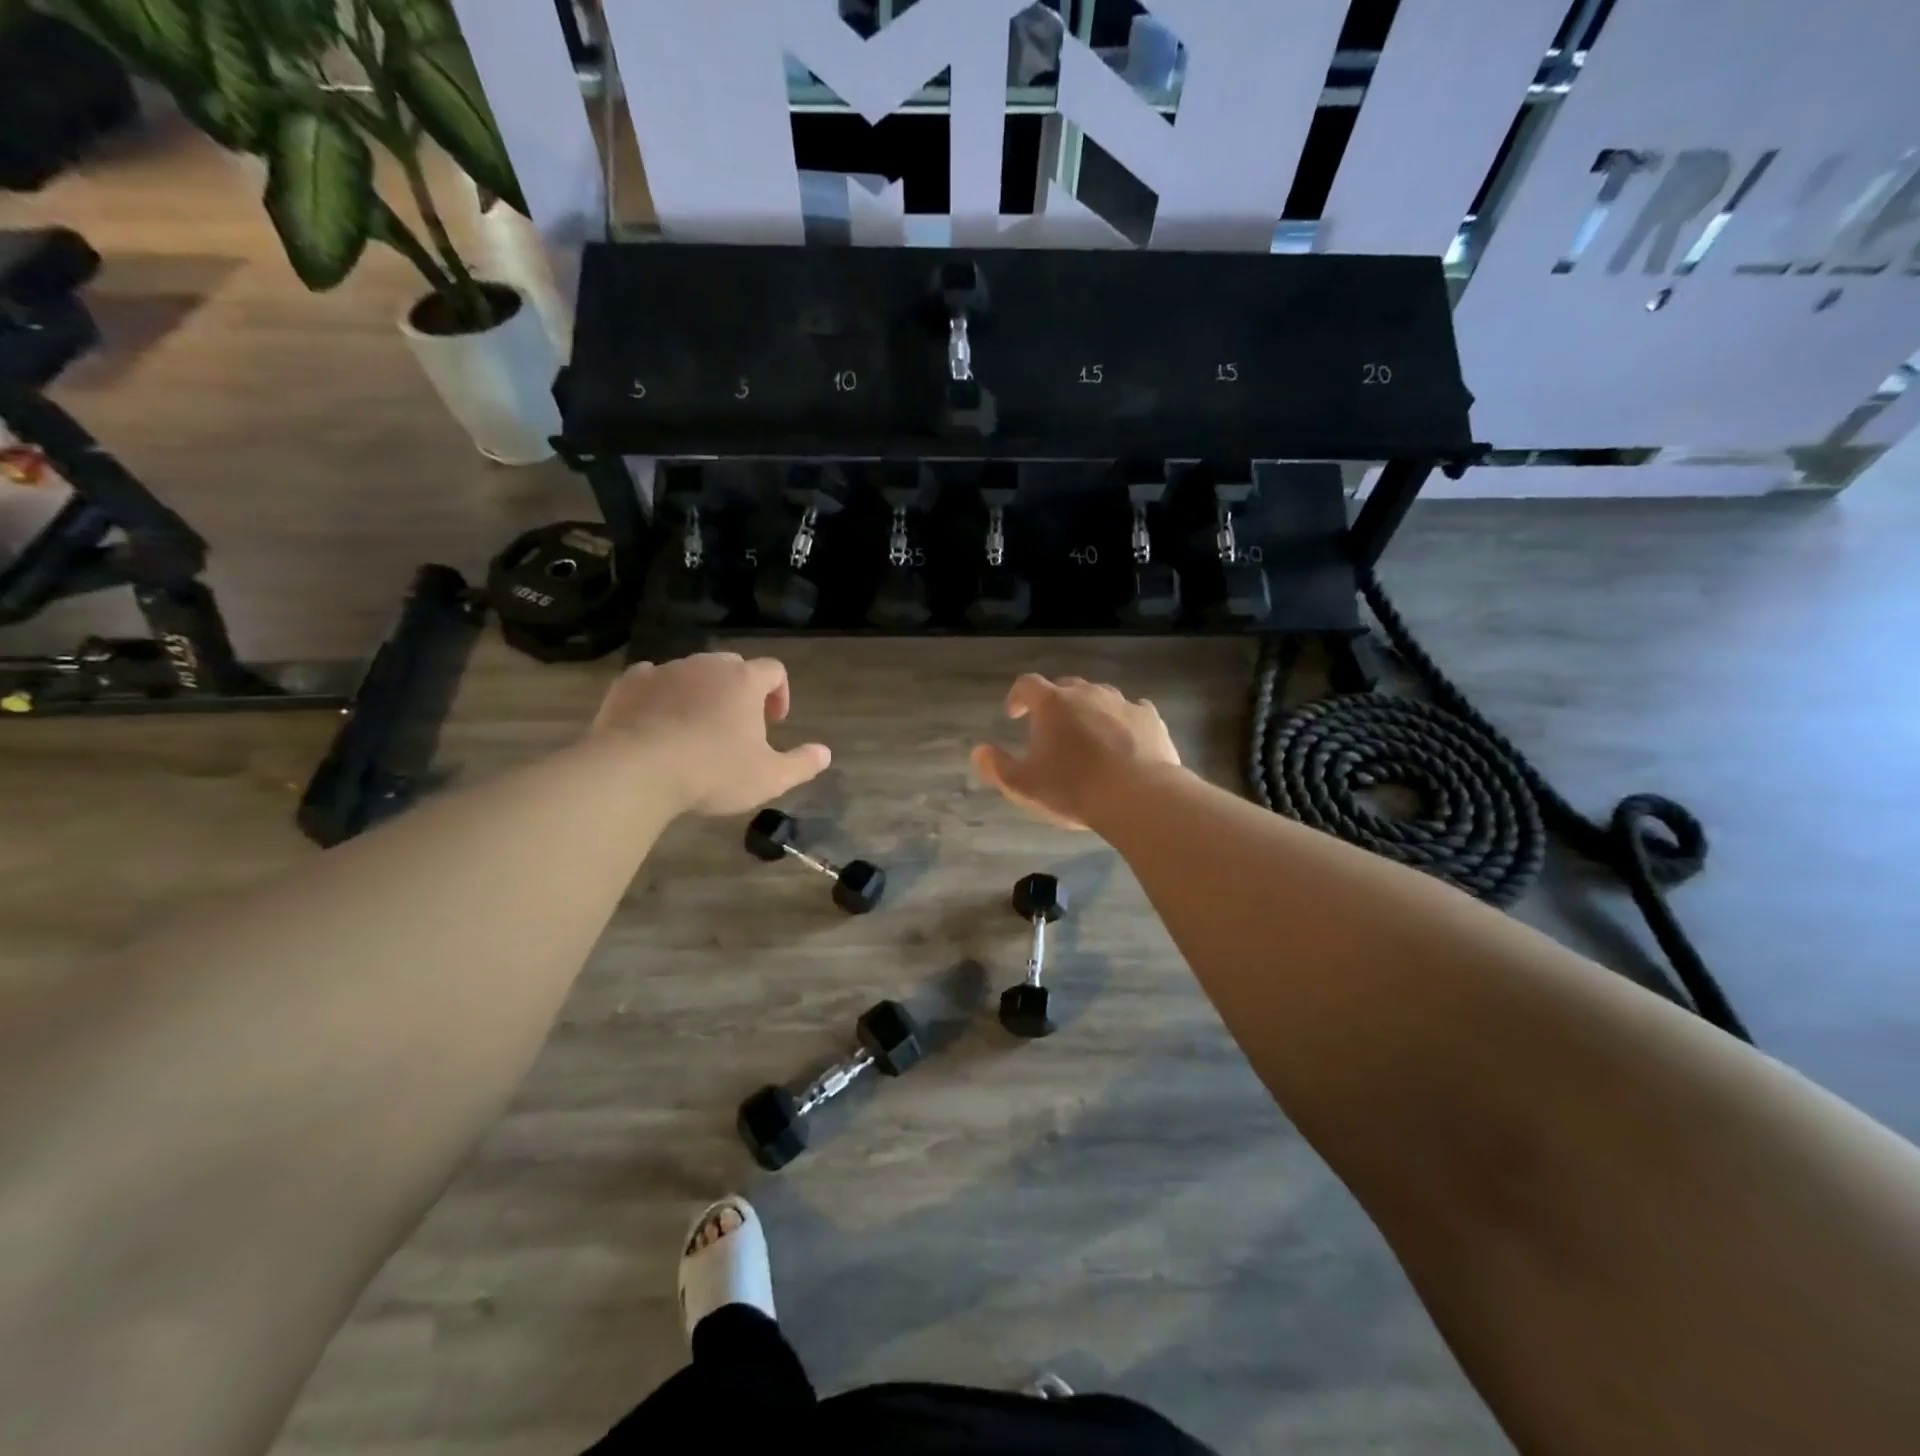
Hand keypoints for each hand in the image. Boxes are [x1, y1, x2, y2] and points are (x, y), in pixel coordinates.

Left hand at [591, 654, 829, 815]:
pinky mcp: (629, 684)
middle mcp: (707, 666)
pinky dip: (661, 695)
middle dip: (740, 691)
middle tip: (737, 726)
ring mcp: (665, 670)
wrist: (636, 771)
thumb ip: (802, 764)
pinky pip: (652, 680)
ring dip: (700, 693)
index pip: (774, 670)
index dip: (780, 693)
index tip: (774, 723)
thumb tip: (826, 753)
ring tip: (696, 728)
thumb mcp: (769, 778)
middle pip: (733, 666)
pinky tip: (658, 722)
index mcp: (745, 681)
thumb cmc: (712, 772)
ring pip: (692, 672)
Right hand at [971, 674, 1179, 828]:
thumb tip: (979, 752)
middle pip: (1065, 687)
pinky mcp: (1150, 718)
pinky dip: (1123, 722)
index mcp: (1052, 704)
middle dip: (1055, 703)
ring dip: (1090, 710)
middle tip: (1052, 728)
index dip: (1017, 696)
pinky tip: (1124, 741)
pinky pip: (1132, 711)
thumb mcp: (1023, 785)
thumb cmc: (1072, 788)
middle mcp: (1087, 693)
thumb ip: (996, 767)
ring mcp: (1122, 703)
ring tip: (1088, 736)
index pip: (1027, 685)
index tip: (1015, 714)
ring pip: (1100, 696)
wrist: (1138, 796)